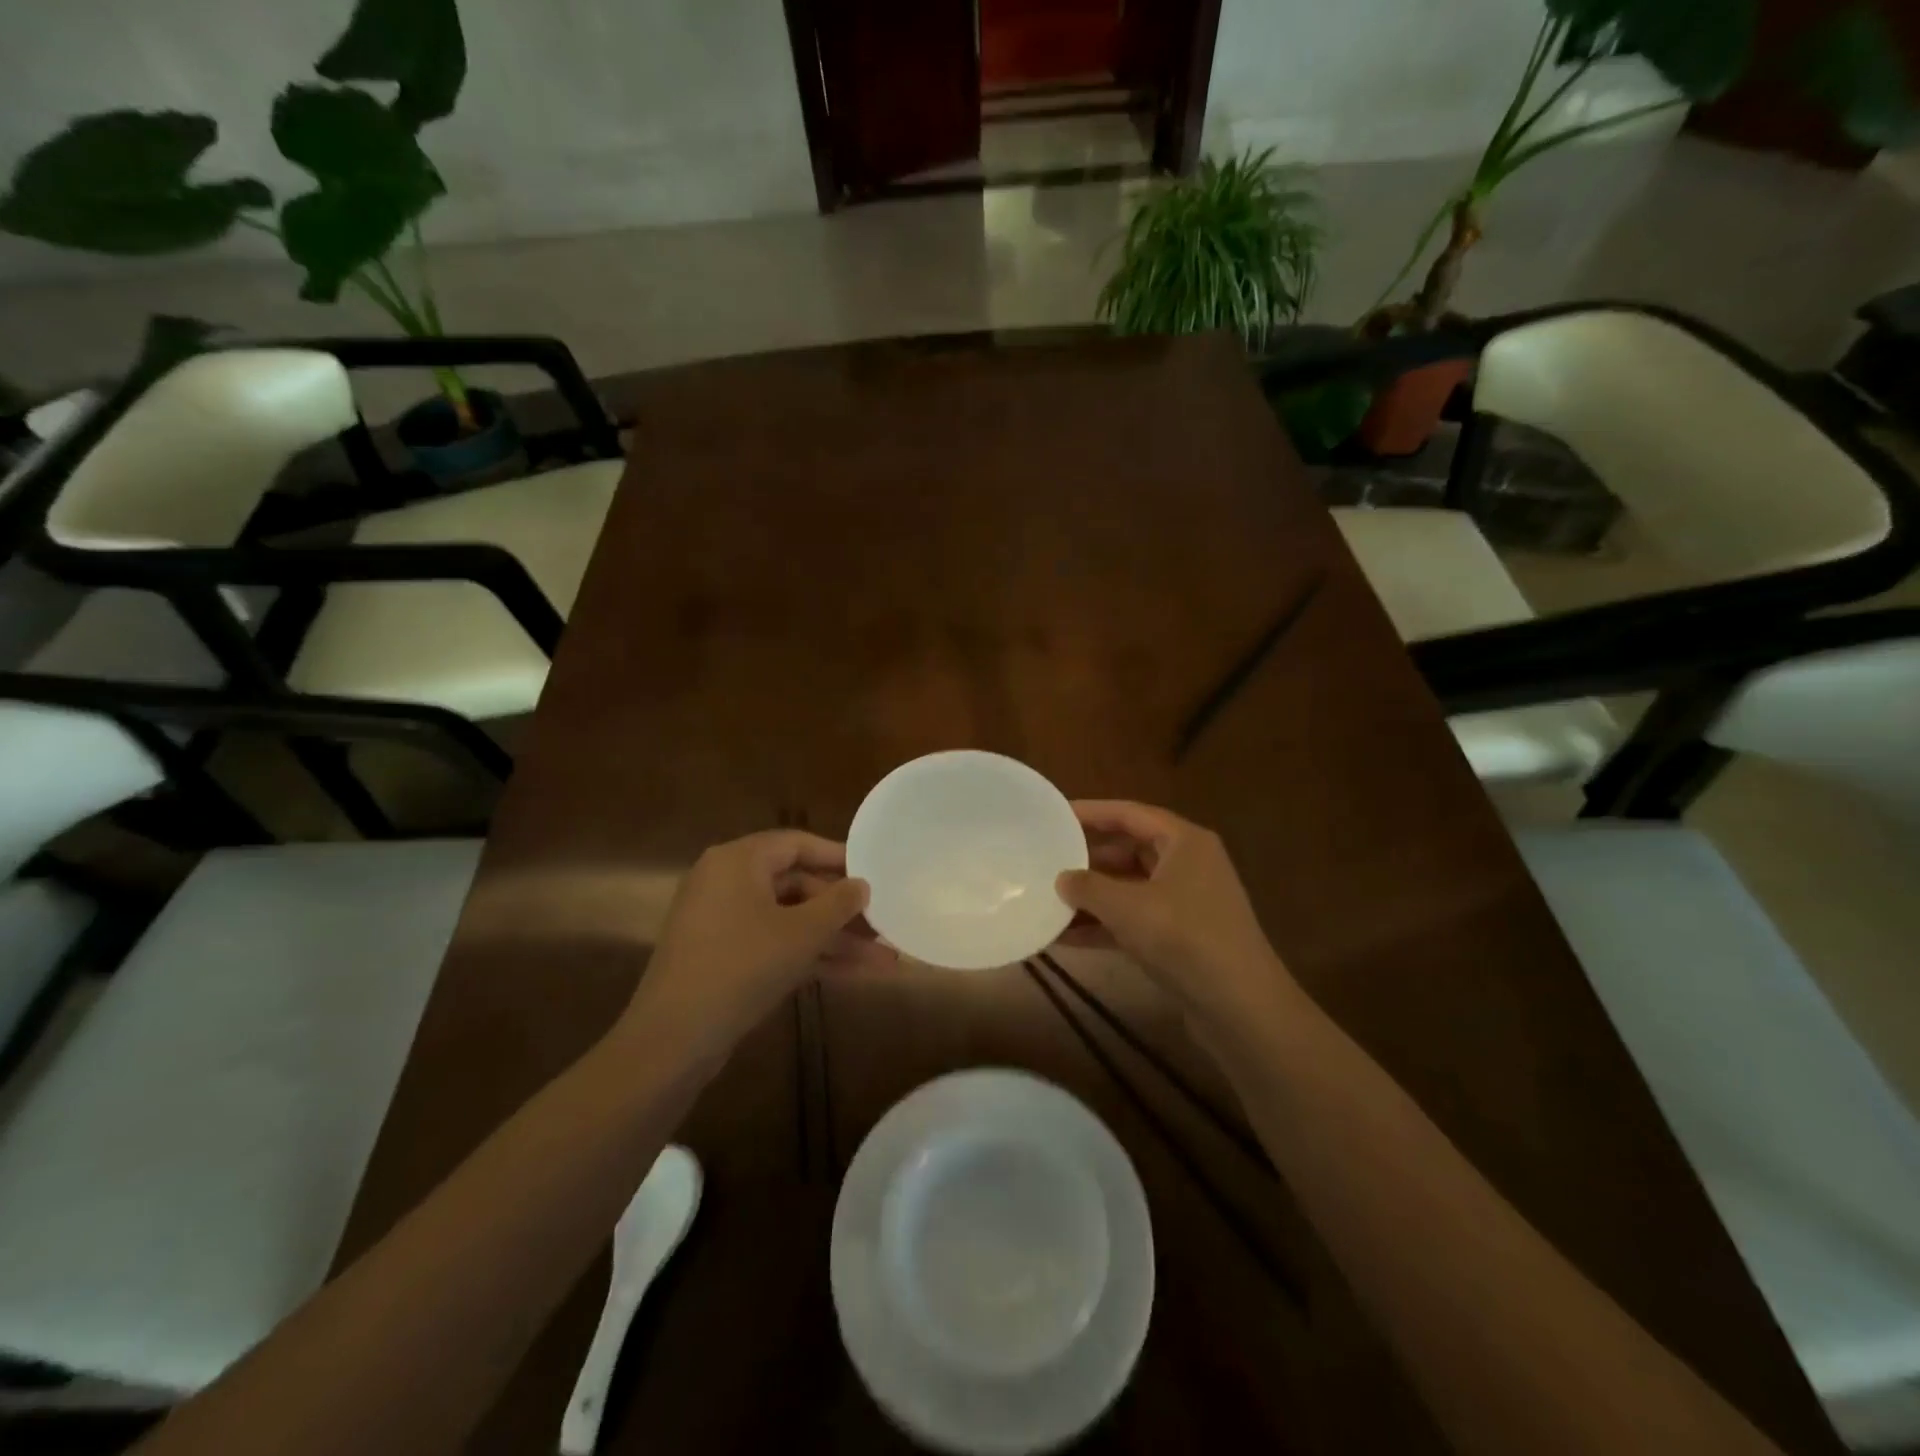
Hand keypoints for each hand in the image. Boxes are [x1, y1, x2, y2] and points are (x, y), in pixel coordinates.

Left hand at [623, 830, 893, 1063]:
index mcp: (738, 861)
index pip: (797, 844)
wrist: (673, 1040)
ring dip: (835, 940)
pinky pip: (774, 944)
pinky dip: (809, 956)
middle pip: (797, 885)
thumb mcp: (801, 933)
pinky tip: (853, 975)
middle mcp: (727, 882)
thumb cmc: (741, 967)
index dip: (839, 857)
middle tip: (883, 925)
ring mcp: (723, 922)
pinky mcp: (723, 957)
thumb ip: (838, 904)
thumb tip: (862, 885)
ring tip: (885, 960)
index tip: (875, 872)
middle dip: (843, 911)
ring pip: (790, 920)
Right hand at [1056, 800, 1297, 1036]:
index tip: (1055, 815)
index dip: (1091, 812)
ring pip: (1130, 887)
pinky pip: (1135, 919)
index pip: (1130, 814)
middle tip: (1048, 859)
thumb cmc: (1185, 938)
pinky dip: (1105, 924)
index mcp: (1184, 842)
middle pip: (1129, 849)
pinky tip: (1066, 938)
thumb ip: (1088, 888)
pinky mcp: (1181, 936)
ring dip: (1093, 896)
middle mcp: (1188, 864)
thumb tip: (1061, 878)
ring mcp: (1186, 902)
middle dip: (1088, 858)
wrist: (1241, 1007)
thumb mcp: (1128, 907)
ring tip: (1049, 899)